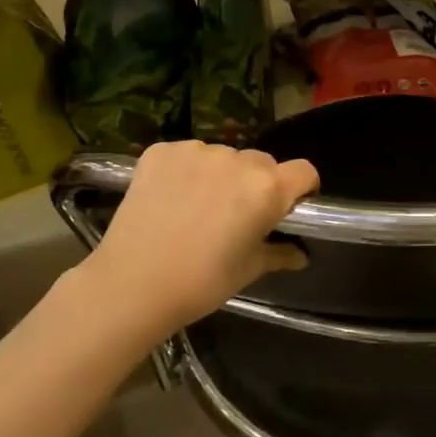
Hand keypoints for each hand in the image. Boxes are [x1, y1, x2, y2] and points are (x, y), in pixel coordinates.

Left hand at [69, 141, 318, 343]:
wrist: (131, 285)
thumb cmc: (201, 282)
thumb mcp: (249, 270)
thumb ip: (280, 253)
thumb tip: (302, 255)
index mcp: (267, 189)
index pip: (304, 171)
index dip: (303, 188)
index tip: (291, 207)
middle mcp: (237, 160)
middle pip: (262, 162)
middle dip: (259, 183)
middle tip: (239, 214)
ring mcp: (196, 151)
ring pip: (224, 157)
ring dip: (221, 175)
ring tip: (199, 208)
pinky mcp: (161, 151)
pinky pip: (188, 154)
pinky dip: (187, 171)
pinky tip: (172, 198)